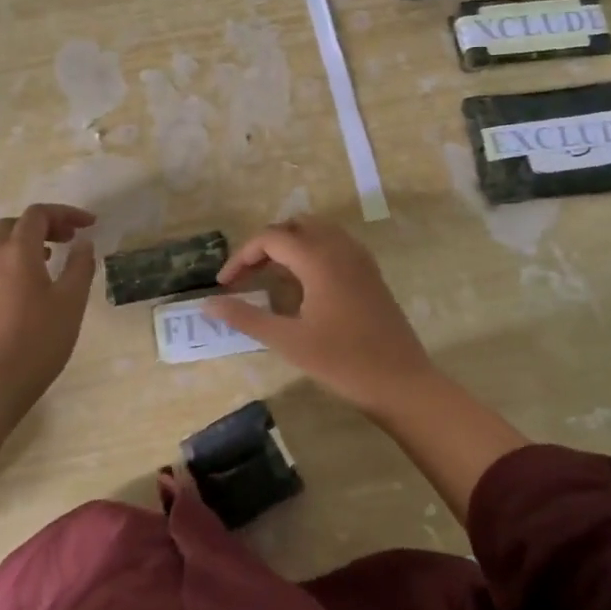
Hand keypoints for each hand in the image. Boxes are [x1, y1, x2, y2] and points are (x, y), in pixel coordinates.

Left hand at [0, 203, 97, 406]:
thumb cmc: (40, 337)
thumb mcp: (72, 300)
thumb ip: (80, 265)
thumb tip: (83, 243)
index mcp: (18, 250)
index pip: (38, 214)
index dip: (65, 213)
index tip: (90, 225)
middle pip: (17, 223)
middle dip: (46, 223)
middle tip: (70, 237)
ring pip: (2, 240)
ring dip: (27, 238)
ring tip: (52, 254)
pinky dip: (15, 254)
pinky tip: (33, 277)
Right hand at [205, 216, 436, 414]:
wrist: (402, 383)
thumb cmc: (343, 362)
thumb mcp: (288, 341)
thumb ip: (246, 317)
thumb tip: (208, 304)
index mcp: (319, 259)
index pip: (270, 238)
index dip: (242, 257)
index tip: (224, 284)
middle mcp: (340, 248)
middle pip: (294, 226)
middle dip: (265, 245)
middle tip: (246, 277)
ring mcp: (359, 259)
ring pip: (316, 232)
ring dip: (289, 246)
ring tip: (269, 277)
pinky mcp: (370, 273)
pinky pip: (334, 245)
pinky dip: (311, 252)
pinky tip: (303, 285)